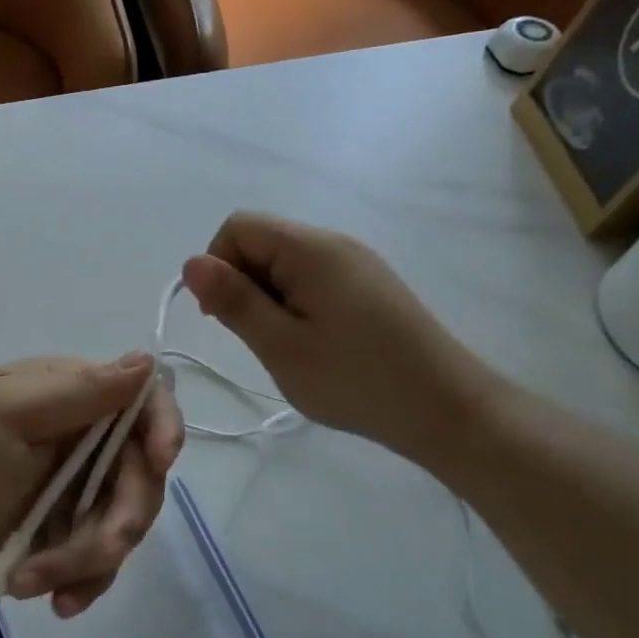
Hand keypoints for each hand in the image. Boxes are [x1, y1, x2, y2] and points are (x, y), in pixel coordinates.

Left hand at [0, 355, 184, 616]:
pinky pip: (103, 559)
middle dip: (123, 515)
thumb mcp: (6, 415)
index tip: (158, 461)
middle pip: (143, 471)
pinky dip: (82, 580)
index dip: (161, 426)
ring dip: (90, 557)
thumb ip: (78, 390)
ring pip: (126, 520)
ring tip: (36, 579)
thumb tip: (147, 359)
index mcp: (68, 395)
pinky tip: (54, 600)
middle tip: (100, 548)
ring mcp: (78, 489)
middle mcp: (82, 438)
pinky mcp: (70, 536)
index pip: (141, 397)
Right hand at [181, 211, 502, 464]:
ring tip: (285, 347)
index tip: (223, 316)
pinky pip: (312, 280)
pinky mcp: (369, 287)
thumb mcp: (280, 345)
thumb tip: (192, 263)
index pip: (239, 227)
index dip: (217, 265)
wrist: (446, 410)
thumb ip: (234, 300)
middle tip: (257, 339)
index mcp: (311, 249)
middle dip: (242, 284)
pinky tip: (311, 345)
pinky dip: (294, 305)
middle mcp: (334, 244)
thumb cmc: (355, 379)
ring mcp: (356, 264)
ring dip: (268, 299)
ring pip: (285, 264)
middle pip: (262, 241)